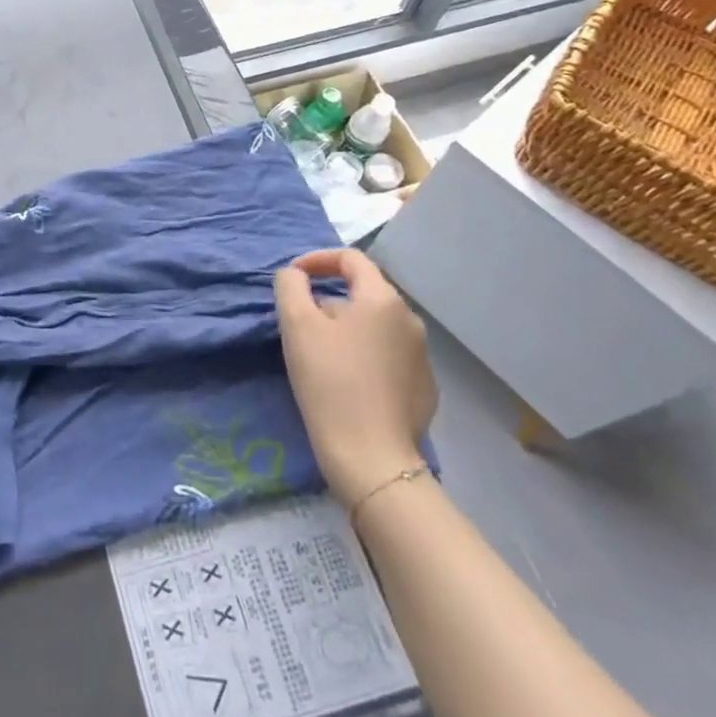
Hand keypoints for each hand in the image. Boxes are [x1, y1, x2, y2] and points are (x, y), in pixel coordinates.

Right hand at [275, 249, 436, 507]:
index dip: (317, 259)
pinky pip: (388, 355)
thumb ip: (290, 285)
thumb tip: (296, 275)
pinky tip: (347, 381)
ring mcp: (422, 357)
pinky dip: (365, 355)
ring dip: (346, 327)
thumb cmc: (330, 381)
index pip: (351, 258)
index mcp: (383, 299)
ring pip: (376, 325)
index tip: (293, 278)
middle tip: (300, 322)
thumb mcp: (296, 324)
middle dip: (328, 298)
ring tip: (320, 354)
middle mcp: (410, 320)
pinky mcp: (424, 390)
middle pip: (364, 292)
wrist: (372, 457)